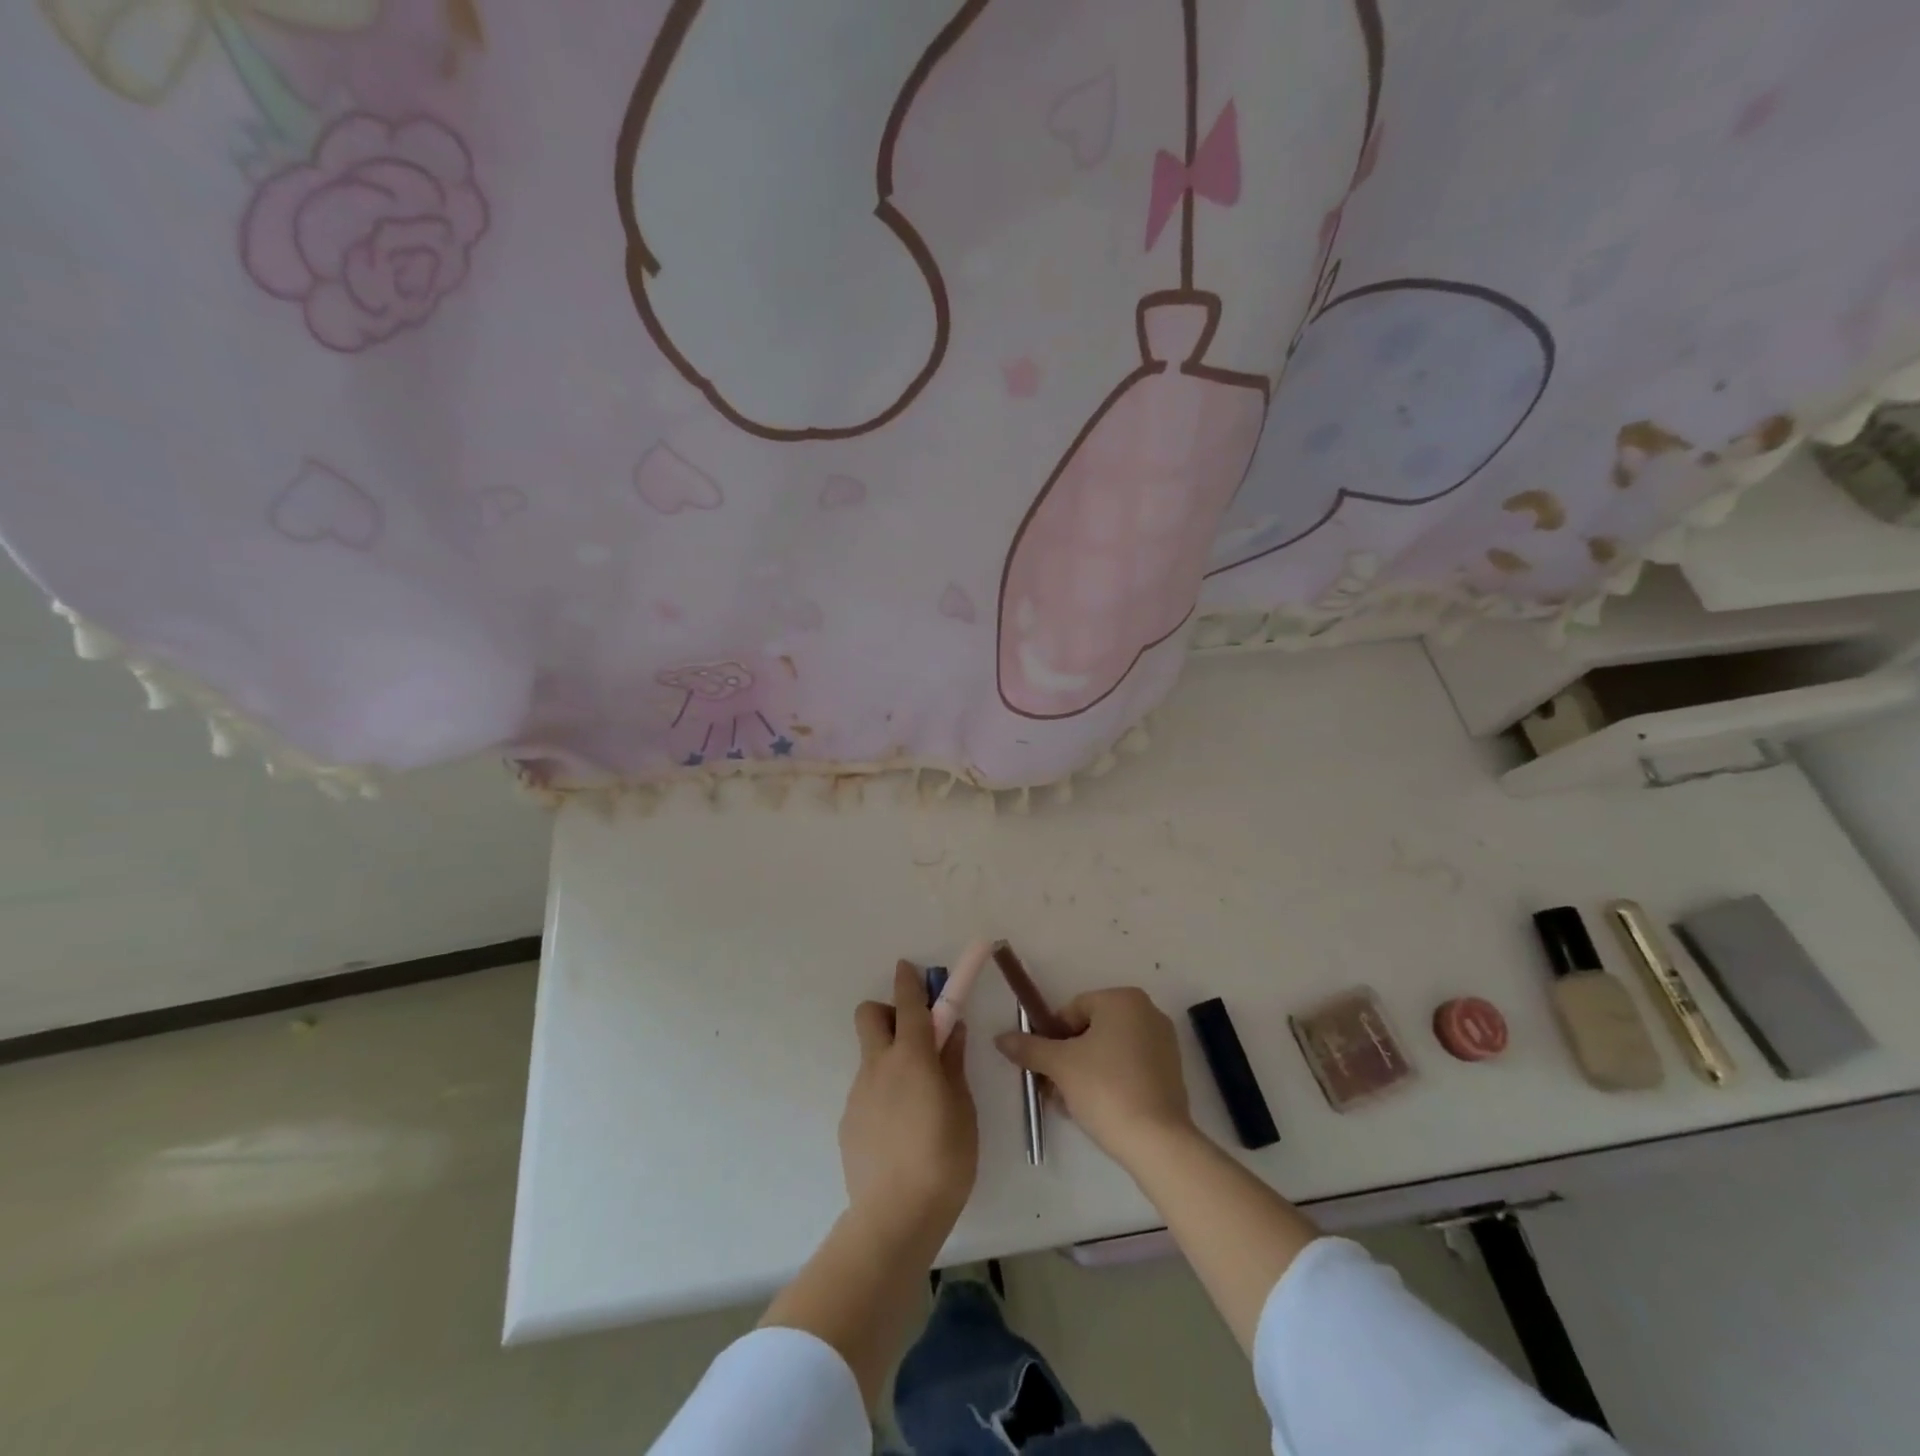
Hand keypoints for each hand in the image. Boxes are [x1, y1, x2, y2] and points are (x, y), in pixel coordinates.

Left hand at [840, 961, 978, 1243]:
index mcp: (912, 1056)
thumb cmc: (944, 1157)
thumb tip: (951, 1031)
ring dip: (890, 1059)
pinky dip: (883, 1094)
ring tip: (917, 1102)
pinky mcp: (849, 1121)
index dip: (909, 980)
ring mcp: (859, 1093)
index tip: (909, 967)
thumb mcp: (963, 1108)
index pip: (909, 1003)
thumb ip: (954, 1064)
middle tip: (915, 1036)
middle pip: (870, 1015)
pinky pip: (867, 1091)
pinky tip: (901, 1132)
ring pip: (870, 1056)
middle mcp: (879, 1065)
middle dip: (888, 1012)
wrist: (895, 1217)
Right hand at [995, 987, 1194, 1168]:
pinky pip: (1129, 1068)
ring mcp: (1163, 1043)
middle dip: (1067, 1059)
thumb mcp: (1060, 1066)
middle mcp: (1147, 1012)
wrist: (1157, 1142)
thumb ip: (1029, 1047)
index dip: (1052, 1039)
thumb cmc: (1105, 1089)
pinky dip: (1109, 1082)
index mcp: (1123, 999)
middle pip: (1090, 1031)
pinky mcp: (1171, 1073)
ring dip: (1084, 1073)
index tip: (1045, 1068)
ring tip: (1070, 1105)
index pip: (1073, 1010)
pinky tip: (1095, 1110)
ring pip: (1108, 1052)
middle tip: (1053, 1089)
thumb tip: (1000, 1038)